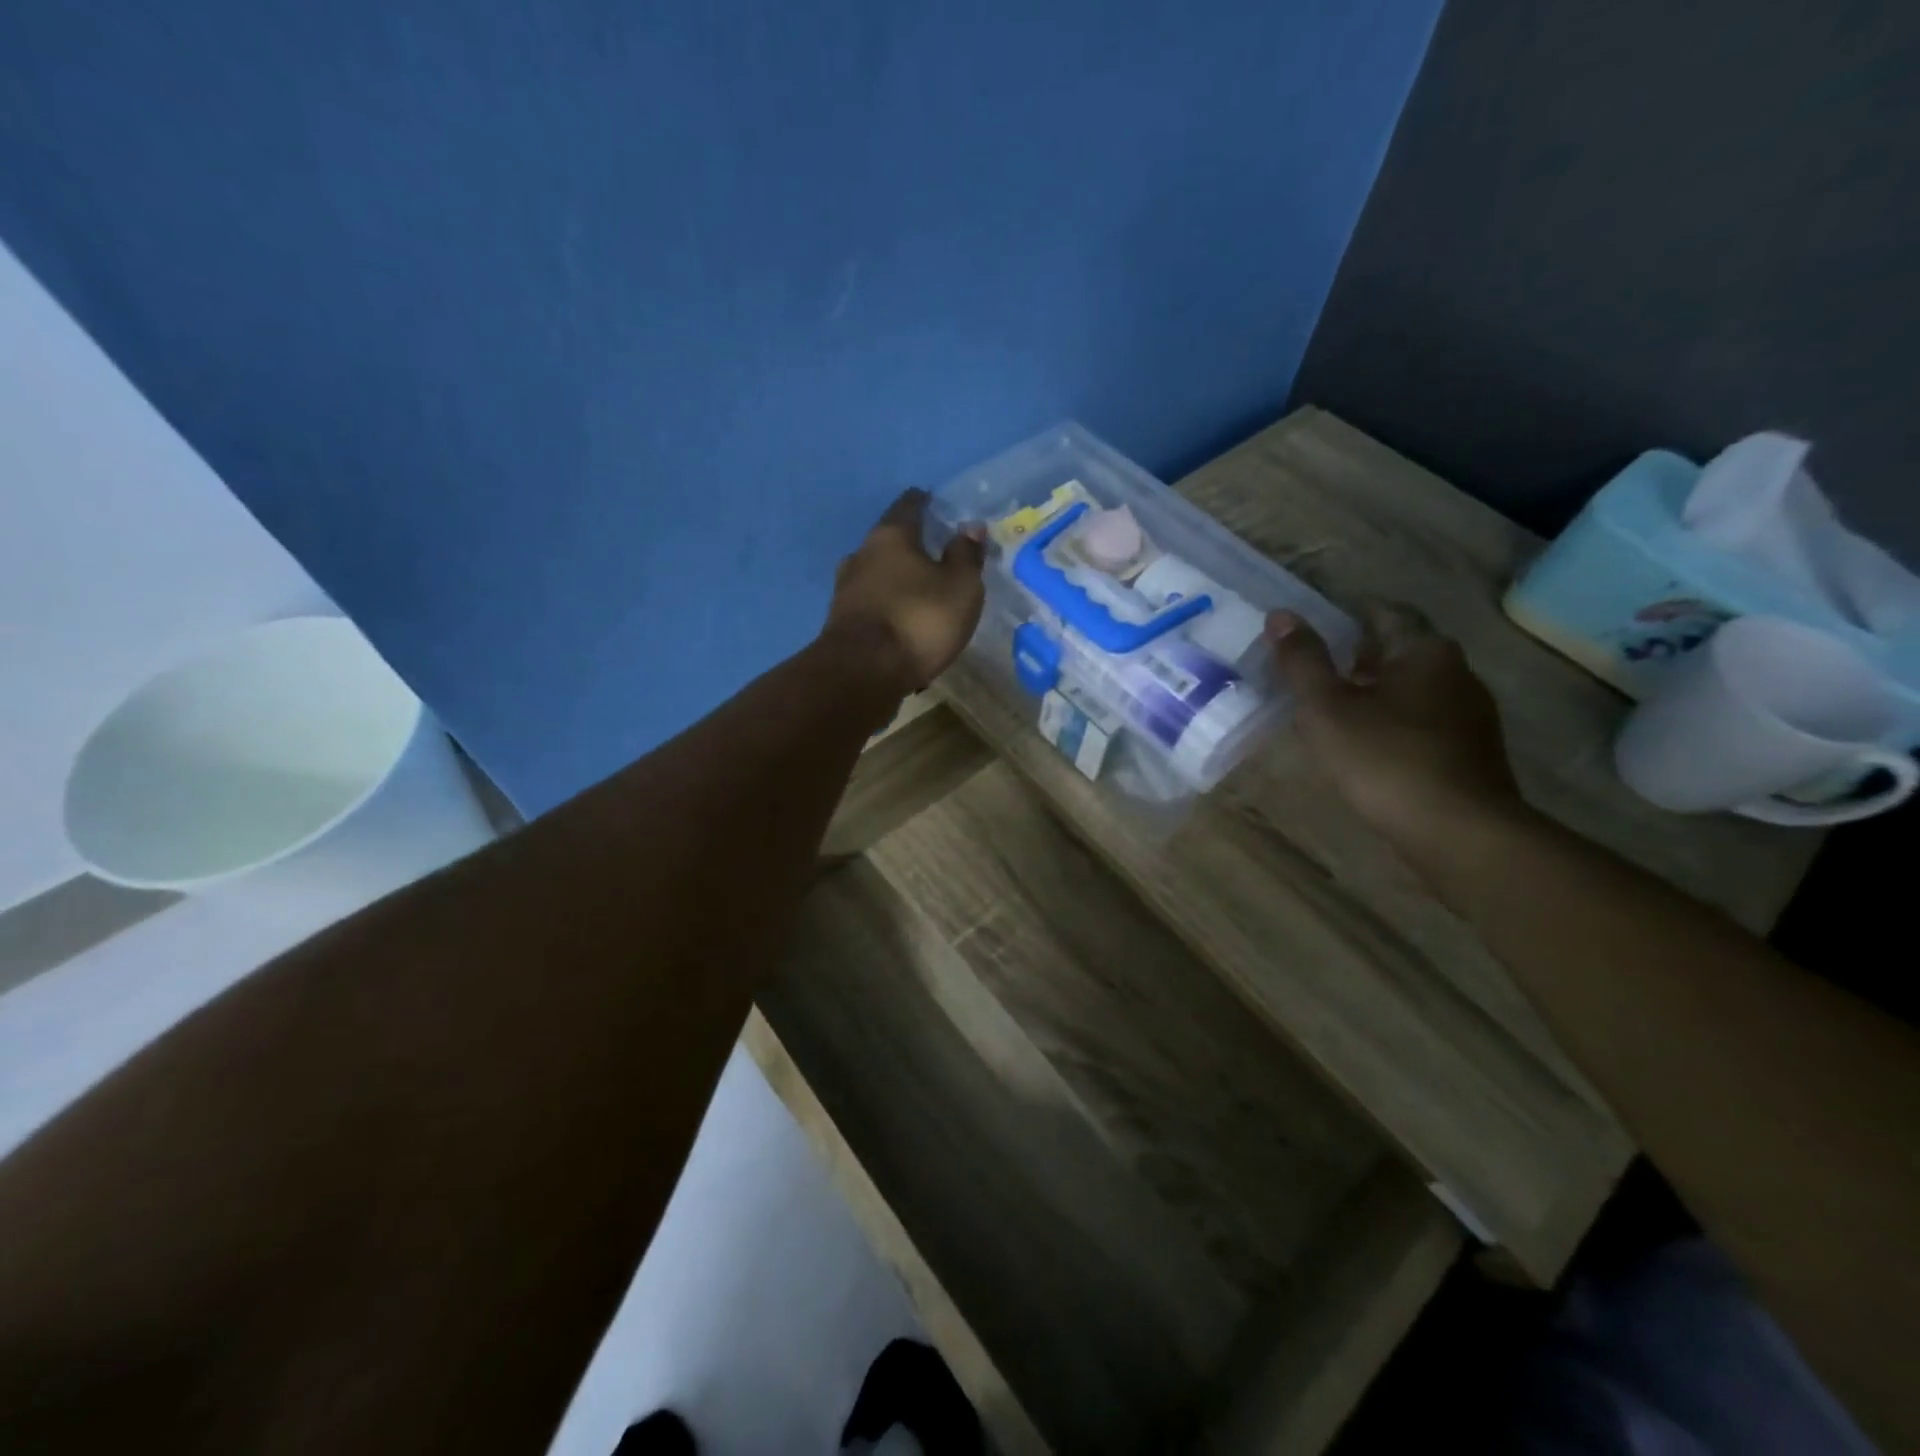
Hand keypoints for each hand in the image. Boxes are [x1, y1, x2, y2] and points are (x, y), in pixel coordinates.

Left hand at [824, 489, 986, 692]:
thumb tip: (970, 527)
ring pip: (876, 575)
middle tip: (934, 553)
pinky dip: (887, 608)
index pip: (908, 506)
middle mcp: (861, 555)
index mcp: (890, 537)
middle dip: (909, 546)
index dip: (924, 502)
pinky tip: (901, 622)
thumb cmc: (918, 620)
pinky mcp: (841, 624)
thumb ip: (966, 555)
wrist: (862, 674)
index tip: (935, 502)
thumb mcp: (960, 587)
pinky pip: (871, 606)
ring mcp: (845, 591)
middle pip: (888, 542)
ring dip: (896, 580)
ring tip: (919, 591)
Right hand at [1266, 604, 1527, 863]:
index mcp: (1424, 651)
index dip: (1346, 615)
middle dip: (1357, 656)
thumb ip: (1303, 661)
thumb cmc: (1385, 758)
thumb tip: (1281, 614)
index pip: (1383, 613)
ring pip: (1412, 688)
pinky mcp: (1470, 753)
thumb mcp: (1328, 707)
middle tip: (1313, 670)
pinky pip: (1422, 722)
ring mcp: (1469, 715)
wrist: (1458, 833)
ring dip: (1374, 692)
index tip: (1312, 628)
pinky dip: (1391, 722)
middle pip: (1400, 650)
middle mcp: (1456, 673)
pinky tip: (1366, 747)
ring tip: (1331, 710)